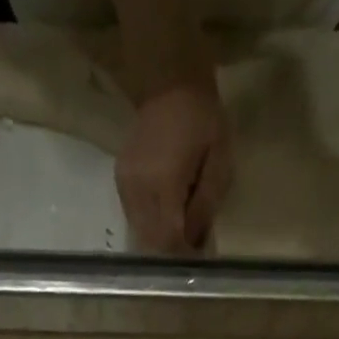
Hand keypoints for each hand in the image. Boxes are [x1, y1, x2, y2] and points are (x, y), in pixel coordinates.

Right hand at [117, 79, 232, 254]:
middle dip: (170, 252)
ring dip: (159, 241)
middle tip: (190, 250)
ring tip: (179, 235)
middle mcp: (138, 189)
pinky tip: (165, 217)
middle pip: (151, 242)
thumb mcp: (219, 160)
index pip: (169, 238)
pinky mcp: (120, 182)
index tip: (197, 258)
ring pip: (139, 234)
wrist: (168, 81)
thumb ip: (205, 205)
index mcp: (163, 183)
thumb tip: (194, 242)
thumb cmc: (202, 117)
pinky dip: (150, 226)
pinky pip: (134, 218)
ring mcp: (125, 186)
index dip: (183, 255)